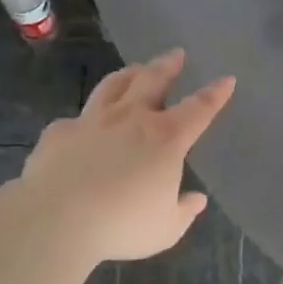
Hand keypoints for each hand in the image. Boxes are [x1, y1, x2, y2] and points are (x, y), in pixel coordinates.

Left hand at [20, 49, 235, 261]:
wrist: (56, 219)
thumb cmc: (121, 225)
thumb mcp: (165, 228)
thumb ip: (184, 211)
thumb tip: (197, 199)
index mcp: (165, 138)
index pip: (199, 109)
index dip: (215, 94)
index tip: (226, 79)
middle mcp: (131, 119)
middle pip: (153, 80)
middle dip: (168, 65)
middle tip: (176, 54)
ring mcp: (92, 121)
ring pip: (113, 85)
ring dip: (129, 74)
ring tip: (135, 69)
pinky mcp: (60, 132)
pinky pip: (76, 119)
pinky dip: (85, 119)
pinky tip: (82, 125)